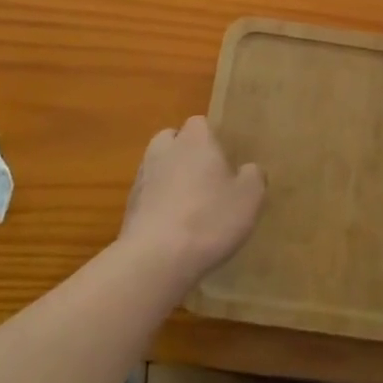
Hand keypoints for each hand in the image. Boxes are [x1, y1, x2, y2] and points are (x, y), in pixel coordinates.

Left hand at [120, 117, 264, 290]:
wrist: (155, 259)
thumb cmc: (209, 218)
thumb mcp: (250, 197)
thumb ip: (253, 176)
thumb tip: (249, 169)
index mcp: (195, 140)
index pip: (200, 123)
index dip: (211, 138)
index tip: (224, 159)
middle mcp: (164, 151)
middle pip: (172, 140)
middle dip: (185, 153)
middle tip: (206, 178)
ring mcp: (142, 179)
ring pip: (157, 168)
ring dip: (170, 180)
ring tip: (190, 207)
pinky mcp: (128, 209)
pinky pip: (148, 198)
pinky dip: (159, 206)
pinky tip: (174, 230)